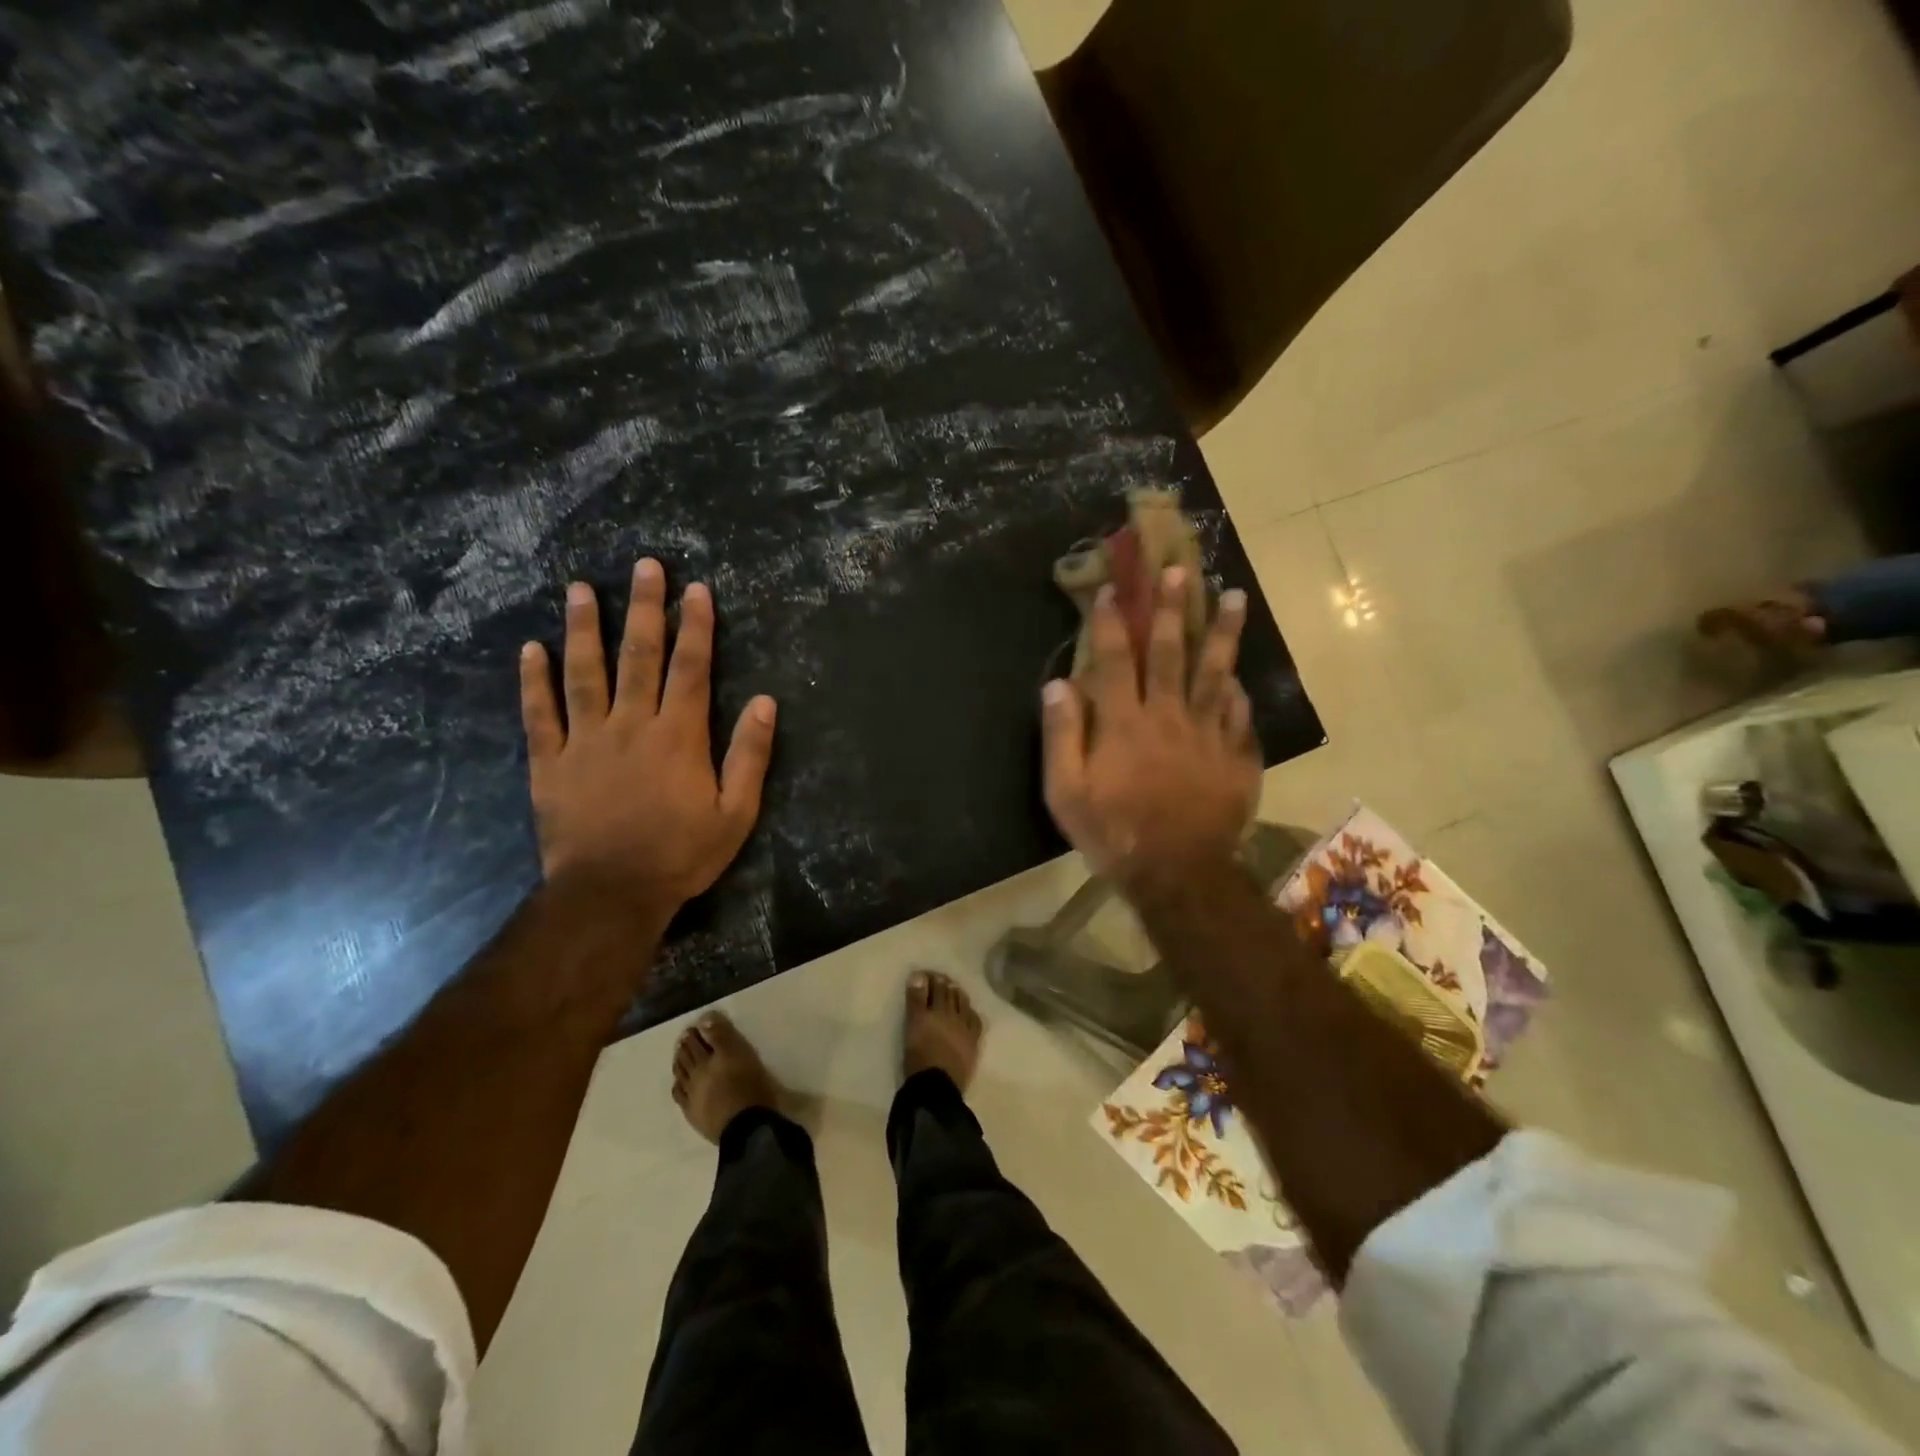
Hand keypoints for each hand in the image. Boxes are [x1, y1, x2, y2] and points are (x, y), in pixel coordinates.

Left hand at [520, 559, 775, 920]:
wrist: (611, 894)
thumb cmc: (681, 854)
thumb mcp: (736, 813)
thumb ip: (750, 755)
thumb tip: (766, 702)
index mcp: (679, 735)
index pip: (691, 668)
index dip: (695, 627)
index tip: (696, 590)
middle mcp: (632, 725)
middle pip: (639, 656)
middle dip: (644, 608)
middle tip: (645, 566)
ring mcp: (586, 740)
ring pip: (584, 673)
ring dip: (583, 629)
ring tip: (580, 589)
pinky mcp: (550, 762)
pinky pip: (539, 714)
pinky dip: (533, 680)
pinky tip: (530, 649)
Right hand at [1041, 567, 1260, 896]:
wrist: (1177, 874)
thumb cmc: (1113, 833)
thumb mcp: (1066, 793)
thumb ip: (1061, 736)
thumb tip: (1058, 684)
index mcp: (1123, 723)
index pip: (1113, 660)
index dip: (1109, 622)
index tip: (1111, 589)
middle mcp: (1167, 716)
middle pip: (1170, 652)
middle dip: (1171, 608)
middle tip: (1179, 570)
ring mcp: (1208, 734)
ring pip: (1216, 673)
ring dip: (1223, 632)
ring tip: (1235, 596)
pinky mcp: (1237, 757)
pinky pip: (1239, 715)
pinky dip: (1238, 692)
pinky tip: (1240, 677)